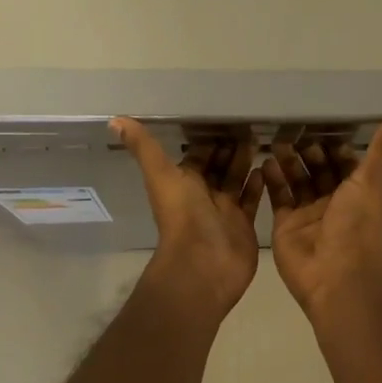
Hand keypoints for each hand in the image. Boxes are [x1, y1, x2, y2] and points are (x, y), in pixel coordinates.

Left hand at [114, 117, 264, 315]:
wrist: (203, 264)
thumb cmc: (182, 216)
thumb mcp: (161, 174)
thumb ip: (143, 147)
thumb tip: (114, 120)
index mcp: (182, 182)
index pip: (196, 155)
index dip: (207, 139)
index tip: (224, 117)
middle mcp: (202, 194)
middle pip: (218, 166)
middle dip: (230, 148)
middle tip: (249, 126)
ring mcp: (224, 210)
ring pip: (236, 180)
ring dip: (245, 162)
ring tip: (261, 140)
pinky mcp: (243, 223)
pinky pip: (251, 199)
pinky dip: (258, 183)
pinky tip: (267, 166)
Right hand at [263, 116, 381, 315]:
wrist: (335, 276)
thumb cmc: (356, 226)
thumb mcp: (370, 182)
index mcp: (356, 192)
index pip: (343, 162)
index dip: (332, 145)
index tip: (317, 122)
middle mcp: (332, 201)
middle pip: (317, 170)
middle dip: (305, 151)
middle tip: (290, 130)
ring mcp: (307, 213)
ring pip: (296, 181)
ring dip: (287, 162)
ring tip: (276, 142)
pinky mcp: (285, 224)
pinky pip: (277, 197)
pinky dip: (272, 180)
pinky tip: (264, 162)